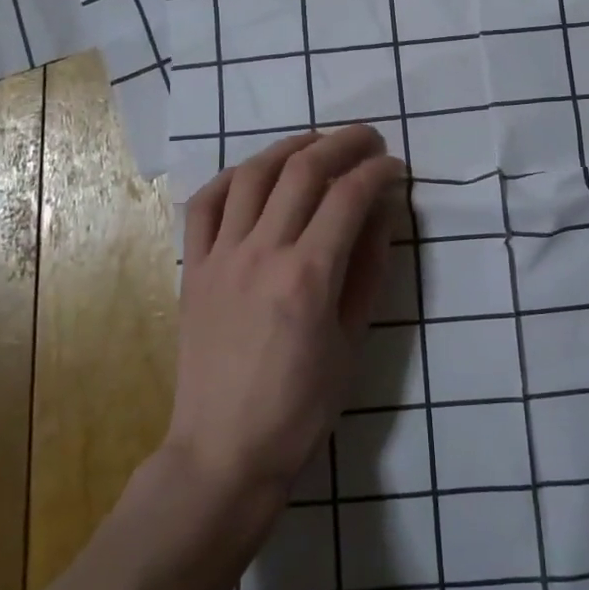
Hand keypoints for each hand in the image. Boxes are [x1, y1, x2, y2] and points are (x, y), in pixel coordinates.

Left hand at [167, 126, 402, 501]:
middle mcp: (262, 252)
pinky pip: (206, 204)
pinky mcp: (193, 268)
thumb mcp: (352, 340)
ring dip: (290, 146)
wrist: (224, 451)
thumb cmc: (301, 407)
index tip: (395, 166)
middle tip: (367, 139)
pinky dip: (233, 177)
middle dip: (342, 144)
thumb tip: (382, 212)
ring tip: (316, 142)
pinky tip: (255, 173)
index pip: (349, 196)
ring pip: (254, 175)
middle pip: (303, 171)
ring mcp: (221, 256)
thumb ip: (369, 268)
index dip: (377, 171)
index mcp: (308, 276)